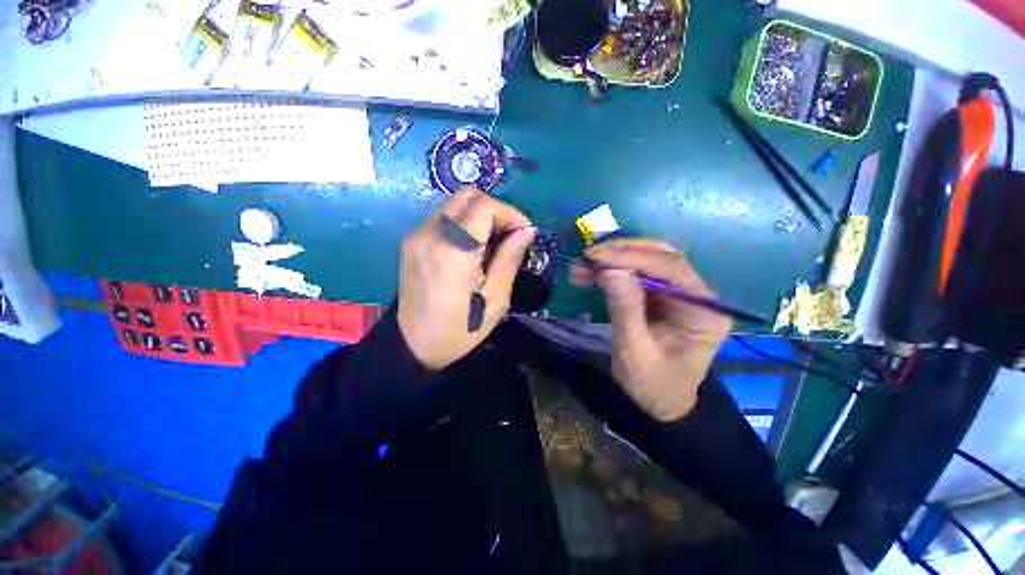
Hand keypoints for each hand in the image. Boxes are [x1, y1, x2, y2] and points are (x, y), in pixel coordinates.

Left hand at [397, 188, 535, 369]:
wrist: (413, 346)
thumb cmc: (461, 329)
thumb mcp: (495, 299)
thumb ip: (510, 259)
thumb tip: (527, 230)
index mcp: (454, 251)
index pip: (485, 206)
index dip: (510, 213)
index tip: (524, 232)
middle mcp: (430, 234)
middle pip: (467, 195)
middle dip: (495, 209)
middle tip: (509, 234)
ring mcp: (417, 235)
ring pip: (454, 204)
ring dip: (480, 214)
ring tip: (493, 241)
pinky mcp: (411, 241)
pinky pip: (443, 218)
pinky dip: (464, 222)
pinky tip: (472, 246)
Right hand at [570, 239, 731, 420]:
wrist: (658, 402)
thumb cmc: (652, 383)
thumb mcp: (635, 350)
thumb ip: (625, 308)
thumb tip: (609, 268)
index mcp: (704, 311)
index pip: (672, 270)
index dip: (633, 258)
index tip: (597, 257)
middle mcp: (696, 295)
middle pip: (663, 257)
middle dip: (624, 252)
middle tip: (590, 256)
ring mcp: (677, 293)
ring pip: (647, 261)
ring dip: (614, 259)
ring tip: (584, 264)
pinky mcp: (658, 296)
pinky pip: (634, 275)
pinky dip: (611, 272)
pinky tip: (588, 274)